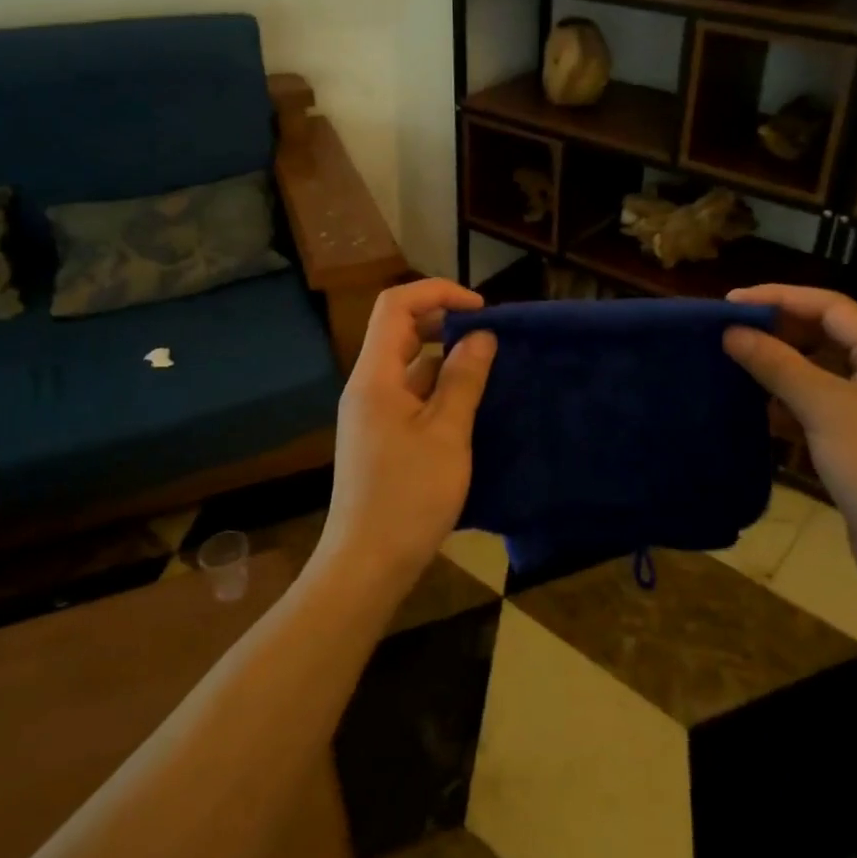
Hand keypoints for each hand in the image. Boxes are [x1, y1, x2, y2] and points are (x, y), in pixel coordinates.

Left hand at [318, 279, 498, 594]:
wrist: (367, 565)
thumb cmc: (408, 496)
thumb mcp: (447, 434)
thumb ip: (464, 379)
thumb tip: (481, 336)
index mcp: (375, 376)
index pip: (396, 305)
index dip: (437, 292)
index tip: (480, 309)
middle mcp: (368, 386)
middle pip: (401, 330)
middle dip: (444, 322)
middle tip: (489, 337)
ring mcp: (372, 412)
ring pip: (409, 364)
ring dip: (446, 358)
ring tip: (489, 369)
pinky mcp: (381, 435)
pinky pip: (411, 394)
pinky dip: (439, 388)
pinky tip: (471, 404)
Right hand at [723, 286, 856, 612]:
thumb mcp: (824, 408)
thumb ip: (776, 364)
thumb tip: (732, 332)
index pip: (830, 306)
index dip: (780, 298)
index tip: (733, 304)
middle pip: (825, 335)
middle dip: (778, 331)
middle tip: (731, 333)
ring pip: (820, 371)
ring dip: (780, 366)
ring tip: (736, 364)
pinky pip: (820, 404)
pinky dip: (789, 401)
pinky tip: (758, 408)